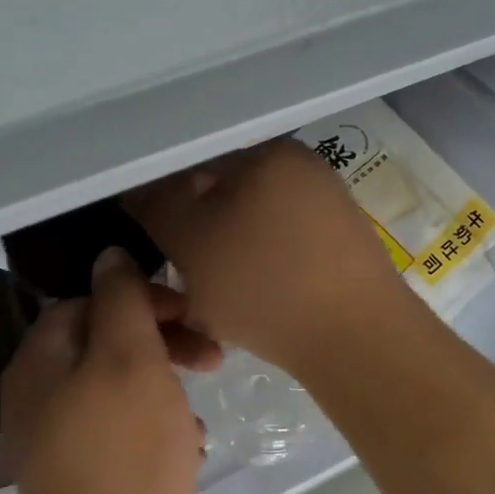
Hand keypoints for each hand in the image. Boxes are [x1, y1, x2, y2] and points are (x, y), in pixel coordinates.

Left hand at [0, 249, 217, 493]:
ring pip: (121, 389)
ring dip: (165, 388)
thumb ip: (120, 300)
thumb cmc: (124, 455)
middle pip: (104, 345)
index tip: (189, 312)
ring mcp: (60, 442)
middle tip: (212, 357)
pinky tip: (189, 447)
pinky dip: (158, 429)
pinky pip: (124, 432)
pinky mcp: (86, 477)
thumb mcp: (129, 360)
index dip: (140, 298)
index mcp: (39, 362)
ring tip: (201, 408)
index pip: (87, 302)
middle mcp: (39, 397)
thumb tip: (110, 255)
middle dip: (160, 343)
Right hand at [125, 140, 408, 373]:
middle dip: (196, 233)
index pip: (193, 162)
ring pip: (251, 225)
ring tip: (212, 297)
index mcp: (267, 152)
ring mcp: (328, 206)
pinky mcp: (342, 246)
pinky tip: (251, 303)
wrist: (358, 341)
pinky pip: (281, 248)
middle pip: (224, 194)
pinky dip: (258, 269)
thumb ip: (155, 206)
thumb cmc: (263, 284)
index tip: (152, 242)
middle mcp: (302, 167)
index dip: (163, 201)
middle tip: (180, 275)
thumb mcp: (190, 243)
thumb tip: (136, 188)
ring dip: (224, 256)